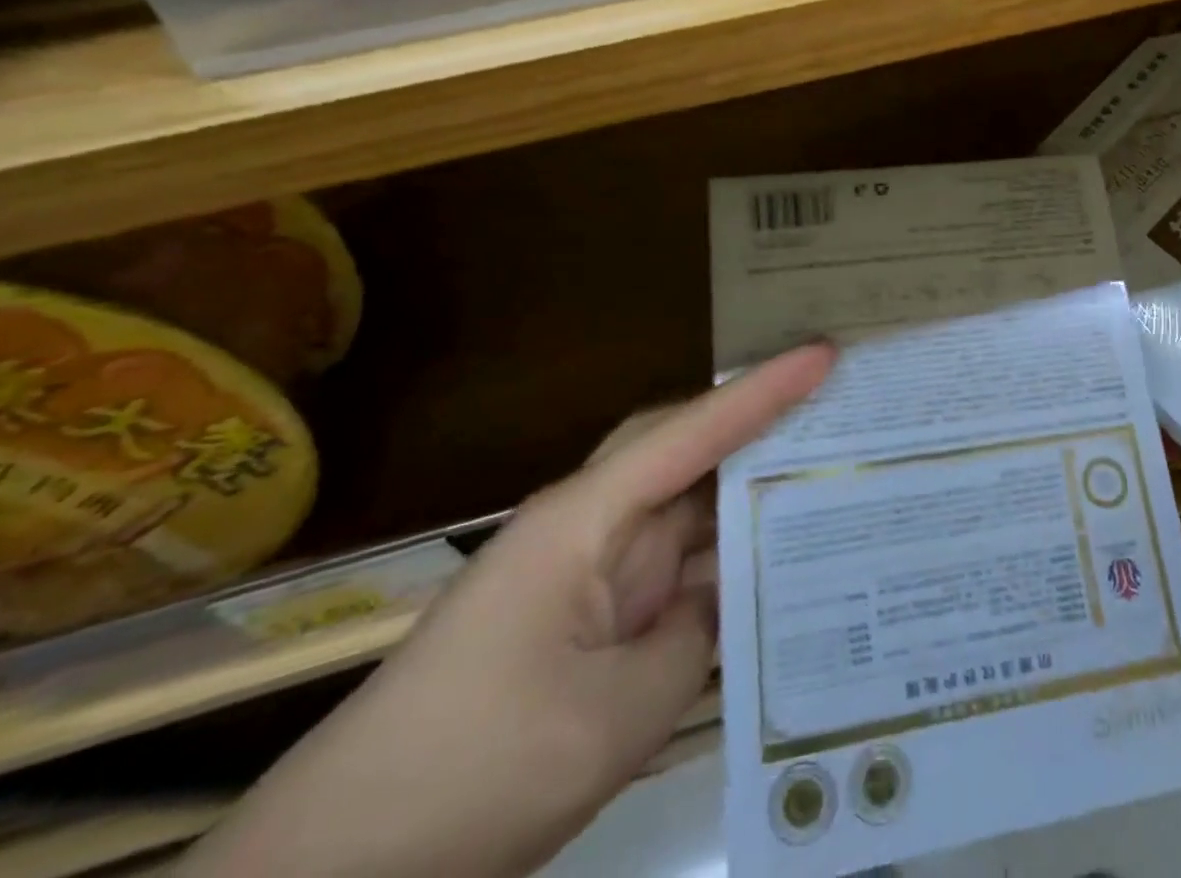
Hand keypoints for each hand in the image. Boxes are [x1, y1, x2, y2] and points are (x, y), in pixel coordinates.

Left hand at [183, 342, 836, 877]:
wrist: (341, 874)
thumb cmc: (475, 770)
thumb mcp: (613, 714)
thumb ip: (694, 635)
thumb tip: (726, 591)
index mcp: (588, 520)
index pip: (691, 432)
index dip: (763, 391)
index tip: (824, 354)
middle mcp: (595, 527)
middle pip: (691, 452)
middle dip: (761, 425)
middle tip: (839, 409)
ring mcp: (593, 575)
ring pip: (689, 514)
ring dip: (749, 501)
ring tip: (831, 478)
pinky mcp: (594, 622)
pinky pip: (677, 574)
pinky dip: (725, 569)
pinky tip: (776, 576)